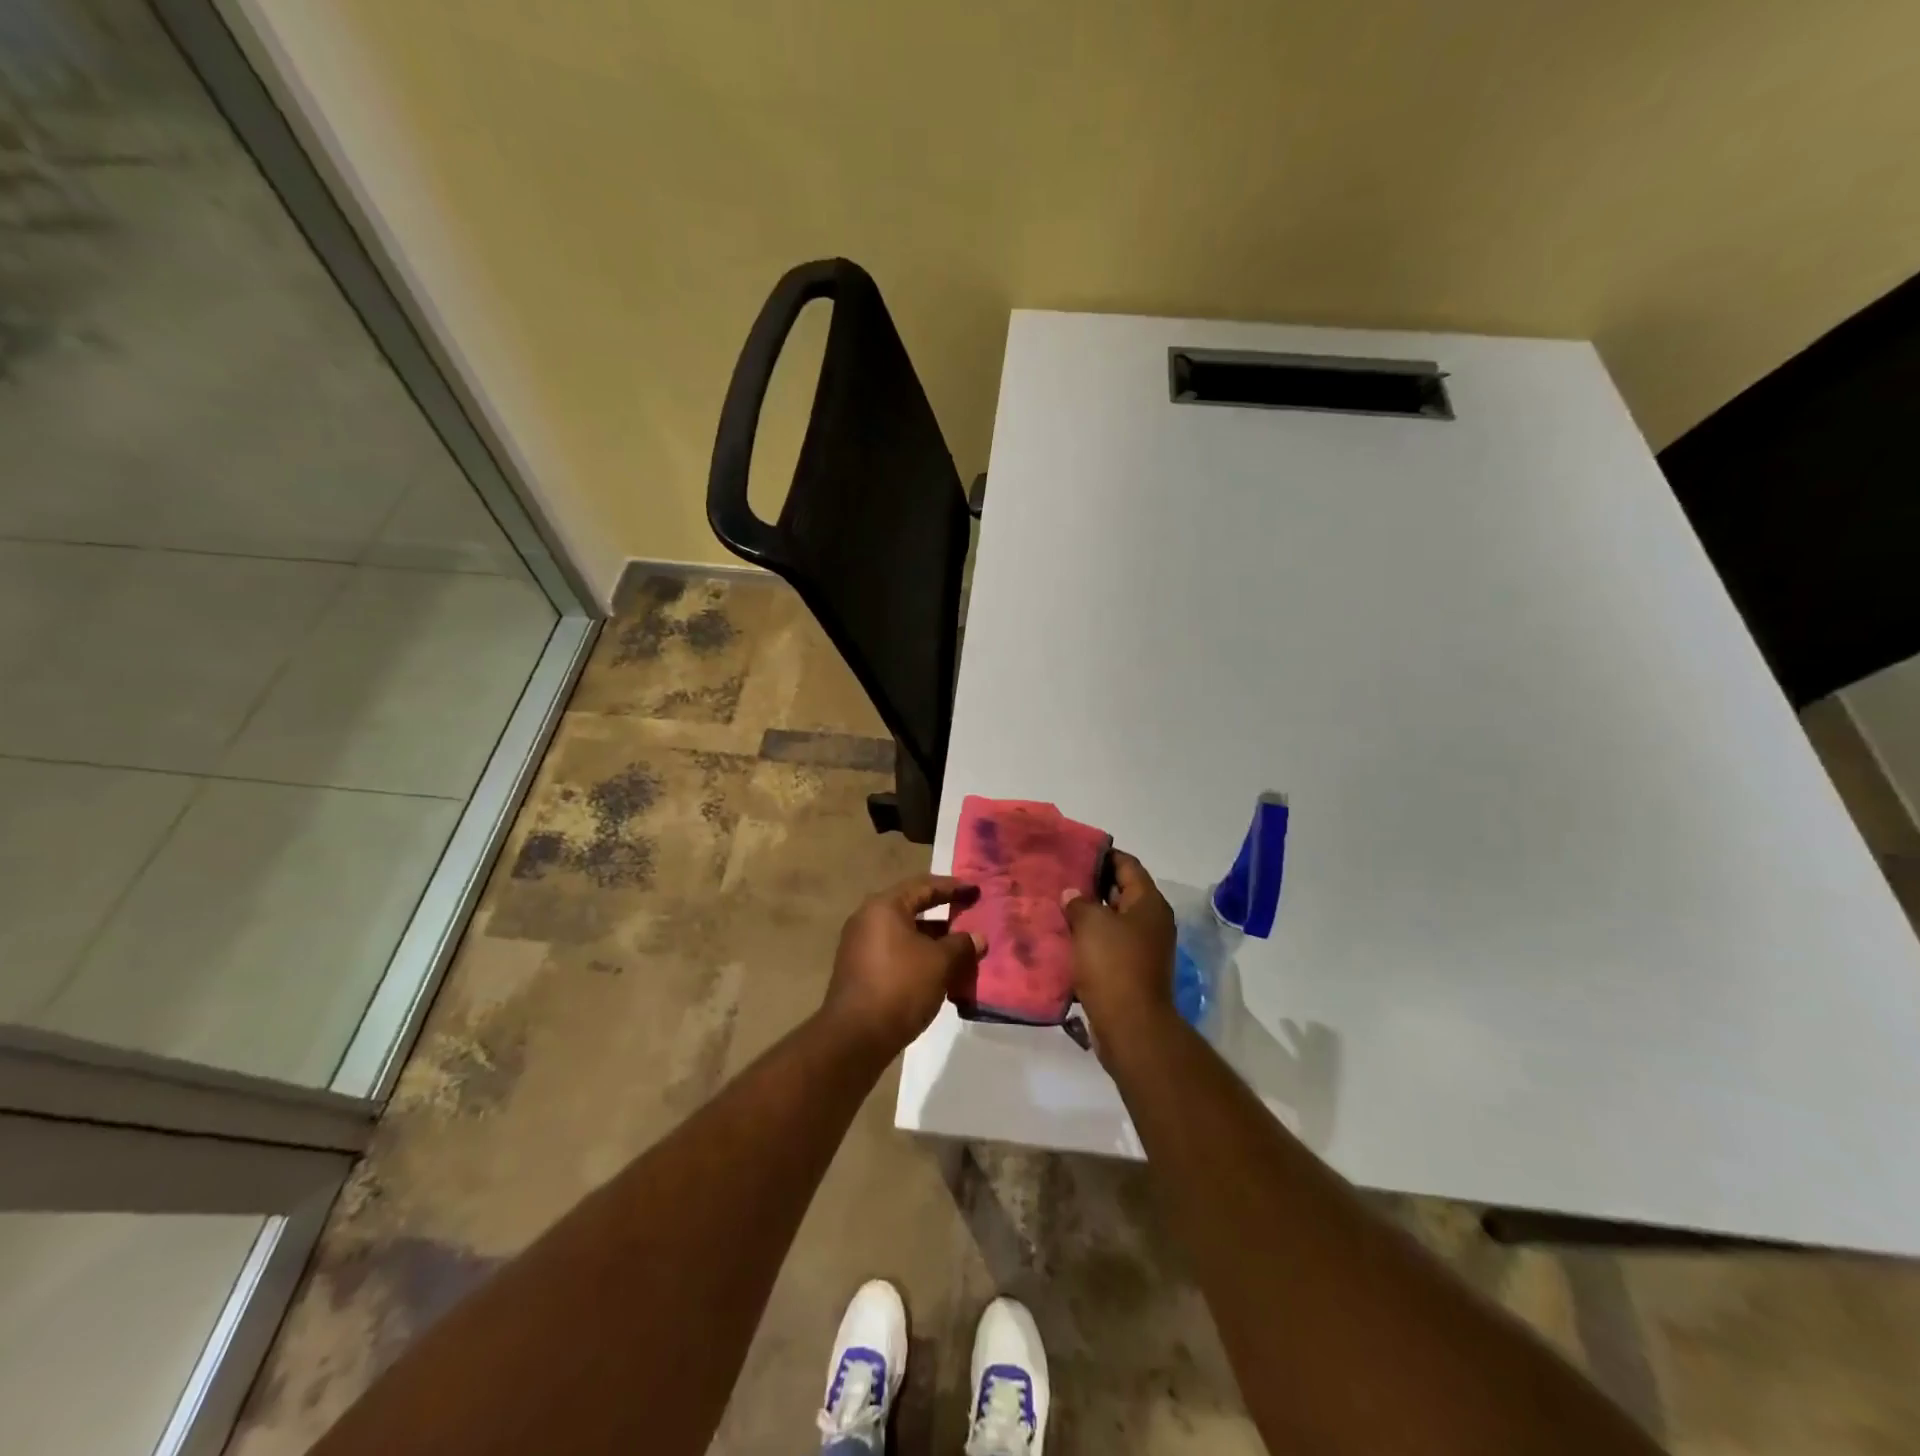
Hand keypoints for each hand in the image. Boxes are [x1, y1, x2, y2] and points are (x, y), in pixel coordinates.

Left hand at [822, 875, 983, 1059]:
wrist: (855, 1037)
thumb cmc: (900, 986)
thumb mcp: (940, 963)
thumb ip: (962, 945)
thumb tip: (977, 938)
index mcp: (884, 907)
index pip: (924, 886)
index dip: (953, 887)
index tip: (976, 890)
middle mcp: (868, 919)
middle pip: (912, 908)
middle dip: (944, 915)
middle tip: (970, 916)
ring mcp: (860, 946)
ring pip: (905, 934)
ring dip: (933, 940)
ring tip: (961, 950)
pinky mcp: (859, 970)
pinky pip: (895, 953)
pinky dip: (918, 957)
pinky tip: (939, 973)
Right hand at [1062, 850, 1177, 1047]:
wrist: (1131, 1026)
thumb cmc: (1114, 965)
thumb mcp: (1091, 924)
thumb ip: (1079, 902)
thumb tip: (1072, 894)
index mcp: (1149, 903)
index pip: (1127, 865)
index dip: (1102, 855)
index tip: (1074, 850)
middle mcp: (1151, 922)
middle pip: (1120, 891)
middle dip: (1091, 884)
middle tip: (1059, 877)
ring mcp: (1143, 948)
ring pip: (1112, 920)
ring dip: (1088, 914)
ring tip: (1056, 905)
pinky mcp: (1131, 971)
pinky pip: (1108, 945)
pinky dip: (1089, 939)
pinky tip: (1064, 937)